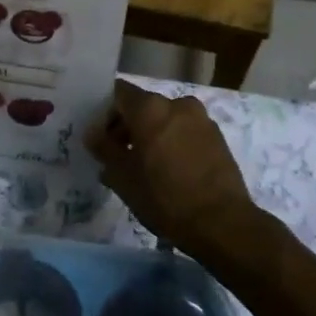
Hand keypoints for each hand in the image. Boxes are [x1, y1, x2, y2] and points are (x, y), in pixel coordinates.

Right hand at [85, 80, 256, 255]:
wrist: (222, 222)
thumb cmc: (164, 197)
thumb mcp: (123, 178)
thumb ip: (104, 149)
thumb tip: (93, 134)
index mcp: (151, 108)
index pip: (119, 93)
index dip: (105, 111)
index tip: (100, 137)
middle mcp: (177, 104)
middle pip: (143, 106)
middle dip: (128, 126)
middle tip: (118, 156)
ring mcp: (201, 119)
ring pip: (166, 119)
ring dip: (151, 135)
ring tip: (145, 167)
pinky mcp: (217, 137)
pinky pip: (185, 131)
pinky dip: (173, 142)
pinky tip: (169, 171)